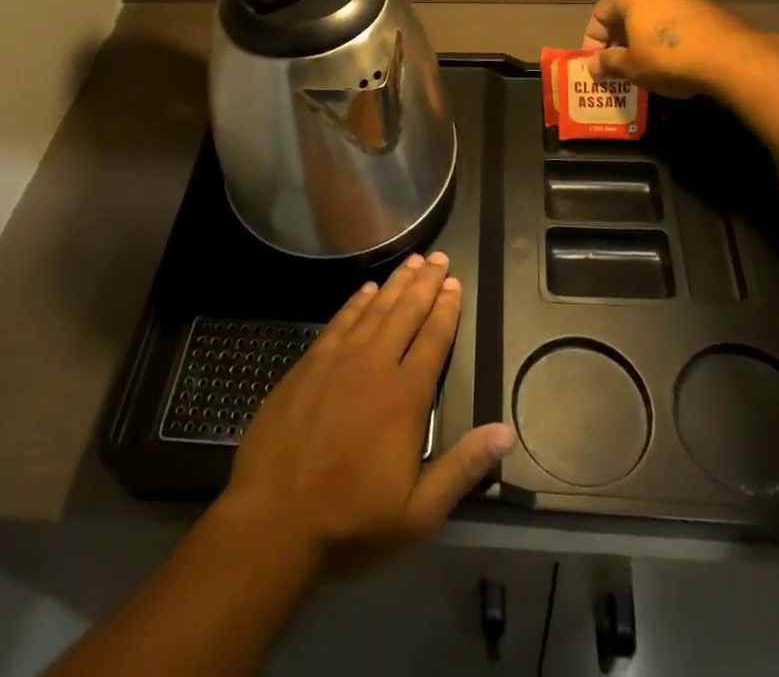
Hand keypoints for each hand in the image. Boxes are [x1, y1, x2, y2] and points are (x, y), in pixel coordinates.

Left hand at [219, 252, 516, 575]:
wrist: (272, 520)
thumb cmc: (350, 520)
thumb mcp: (417, 513)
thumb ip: (462, 468)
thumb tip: (506, 433)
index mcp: (405, 396)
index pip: (433, 339)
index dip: (447, 309)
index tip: (455, 283)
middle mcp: (374, 365)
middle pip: (406, 313)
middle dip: (425, 283)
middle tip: (438, 257)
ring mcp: (338, 360)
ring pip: (374, 309)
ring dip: (395, 283)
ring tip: (412, 261)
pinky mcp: (308, 364)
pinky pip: (339, 321)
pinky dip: (356, 302)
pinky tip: (366, 289)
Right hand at [581, 0, 769, 97]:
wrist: (732, 58)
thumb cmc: (669, 58)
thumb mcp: (632, 67)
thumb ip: (608, 63)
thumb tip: (593, 65)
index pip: (599, 15)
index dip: (592, 43)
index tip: (596, 67)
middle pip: (626, 13)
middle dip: (618, 42)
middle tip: (616, 69)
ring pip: (652, 17)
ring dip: (642, 41)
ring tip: (642, 68)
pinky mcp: (706, 7)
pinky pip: (674, 23)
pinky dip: (665, 40)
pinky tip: (670, 63)